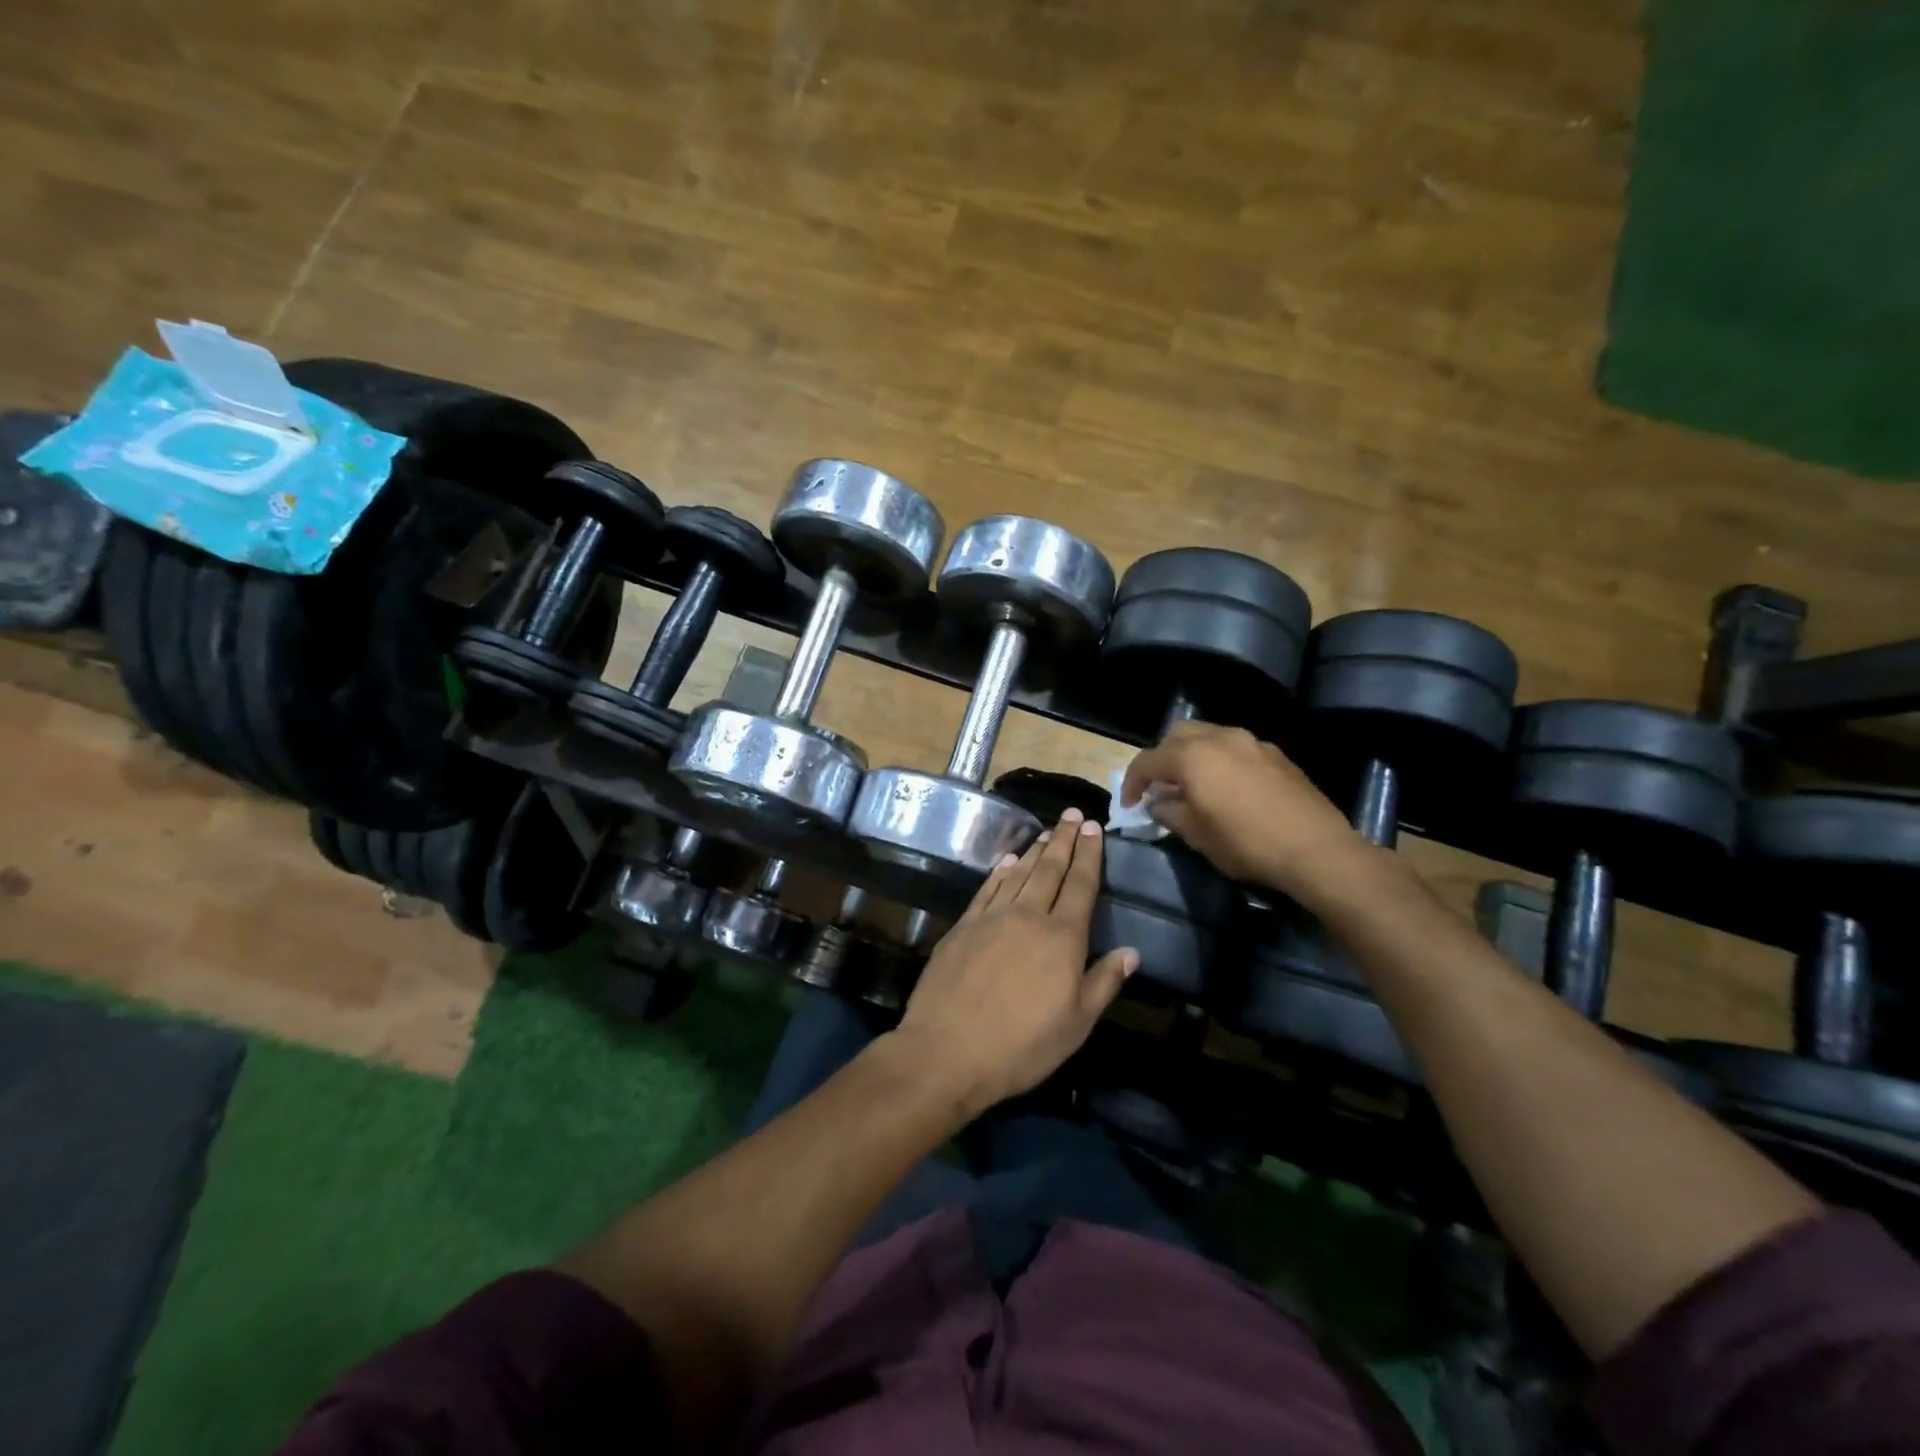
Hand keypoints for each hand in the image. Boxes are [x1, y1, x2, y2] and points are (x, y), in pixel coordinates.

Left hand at [891, 810, 1136, 1116]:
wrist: (947, 1051)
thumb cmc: (1021, 1046)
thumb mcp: (1076, 1025)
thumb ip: (1103, 983)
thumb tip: (1131, 952)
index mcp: (1062, 939)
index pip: (1081, 886)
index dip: (1089, 855)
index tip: (1093, 828)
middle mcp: (1028, 917)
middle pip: (1049, 870)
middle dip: (1063, 841)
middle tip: (1071, 815)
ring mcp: (991, 918)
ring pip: (1018, 874)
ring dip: (1034, 851)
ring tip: (1046, 832)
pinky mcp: (962, 927)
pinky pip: (986, 889)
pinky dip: (999, 872)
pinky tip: (1006, 861)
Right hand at [1119, 720, 1363, 897]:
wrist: (1316, 849)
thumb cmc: (1246, 843)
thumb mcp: (1196, 835)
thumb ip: (1170, 812)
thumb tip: (1160, 802)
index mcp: (1192, 756)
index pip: (1148, 760)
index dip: (1132, 782)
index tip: (1130, 804)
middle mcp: (1219, 738)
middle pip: (1177, 735)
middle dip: (1163, 757)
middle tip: (1161, 787)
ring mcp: (1251, 742)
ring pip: (1209, 736)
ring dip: (1193, 755)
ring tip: (1194, 785)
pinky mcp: (1276, 754)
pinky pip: (1236, 748)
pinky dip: (1221, 761)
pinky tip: (1228, 788)